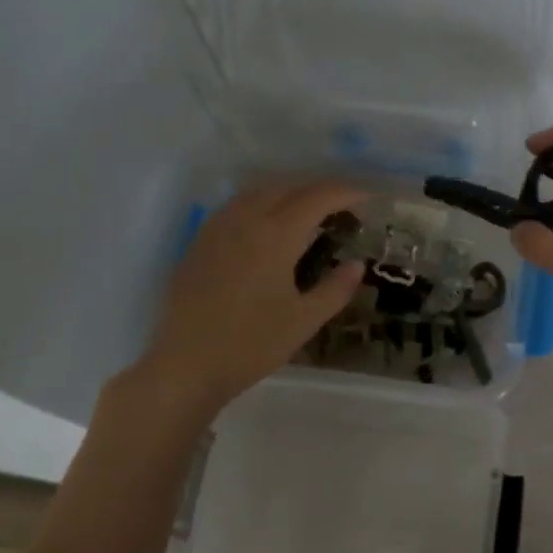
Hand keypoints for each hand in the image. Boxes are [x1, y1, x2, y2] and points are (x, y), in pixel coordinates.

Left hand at [126, 179, 366, 416]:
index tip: (366, 198)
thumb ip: (336, 288)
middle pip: (287, 187)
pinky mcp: (199, 242)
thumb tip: (356, 264)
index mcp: (275, 235)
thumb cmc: (251, 344)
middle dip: (318, 189)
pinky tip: (268, 226)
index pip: (317, 198)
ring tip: (308, 211)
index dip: (345, 193)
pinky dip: (261, 203)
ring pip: (258, 192)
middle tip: (341, 205)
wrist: (186, 365)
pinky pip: (236, 206)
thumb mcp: (304, 320)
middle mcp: (245, 220)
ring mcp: (217, 228)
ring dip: (288, 192)